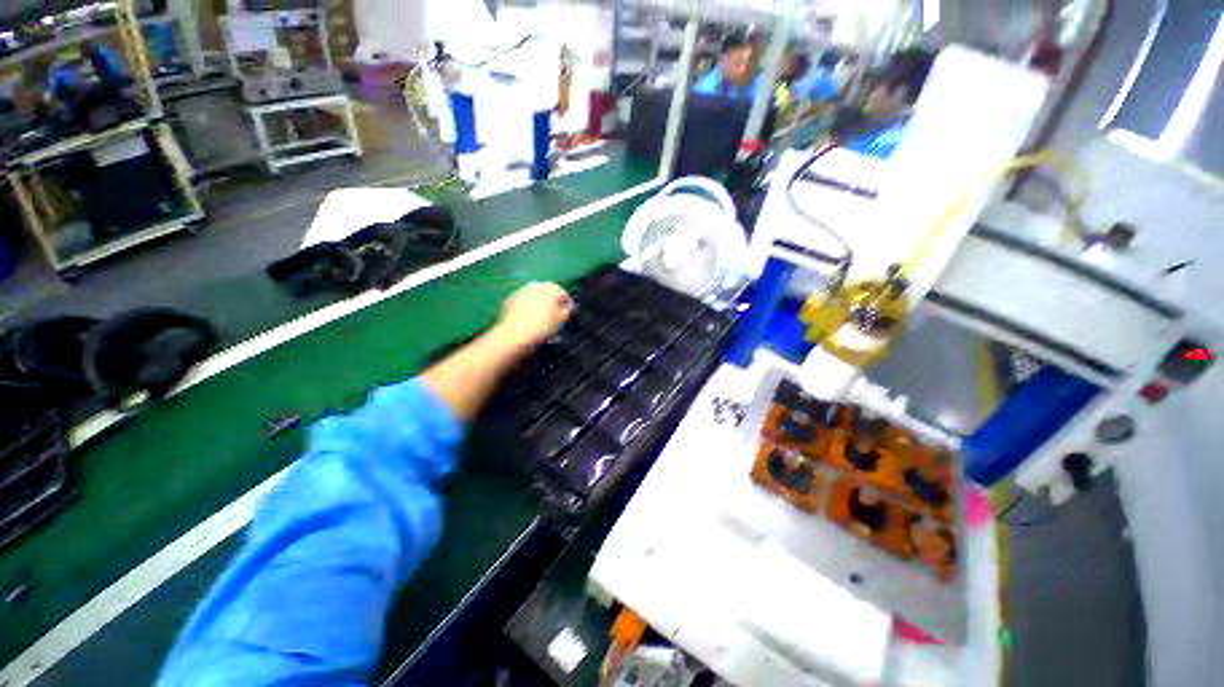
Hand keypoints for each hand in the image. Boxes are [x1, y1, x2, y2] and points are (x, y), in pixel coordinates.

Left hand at [492, 282, 571, 352]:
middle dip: (552, 301)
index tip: (565, 315)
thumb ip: (568, 310)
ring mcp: (523, 290)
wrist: (515, 334)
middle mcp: (538, 285)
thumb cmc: (543, 328)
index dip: (566, 305)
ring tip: (539, 315)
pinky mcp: (511, 297)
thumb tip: (568, 305)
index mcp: (553, 289)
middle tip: (552, 315)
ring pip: (535, 294)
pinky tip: (527, 316)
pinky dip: (527, 305)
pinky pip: (524, 299)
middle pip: (549, 292)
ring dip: (539, 301)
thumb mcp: (562, 320)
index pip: (564, 294)